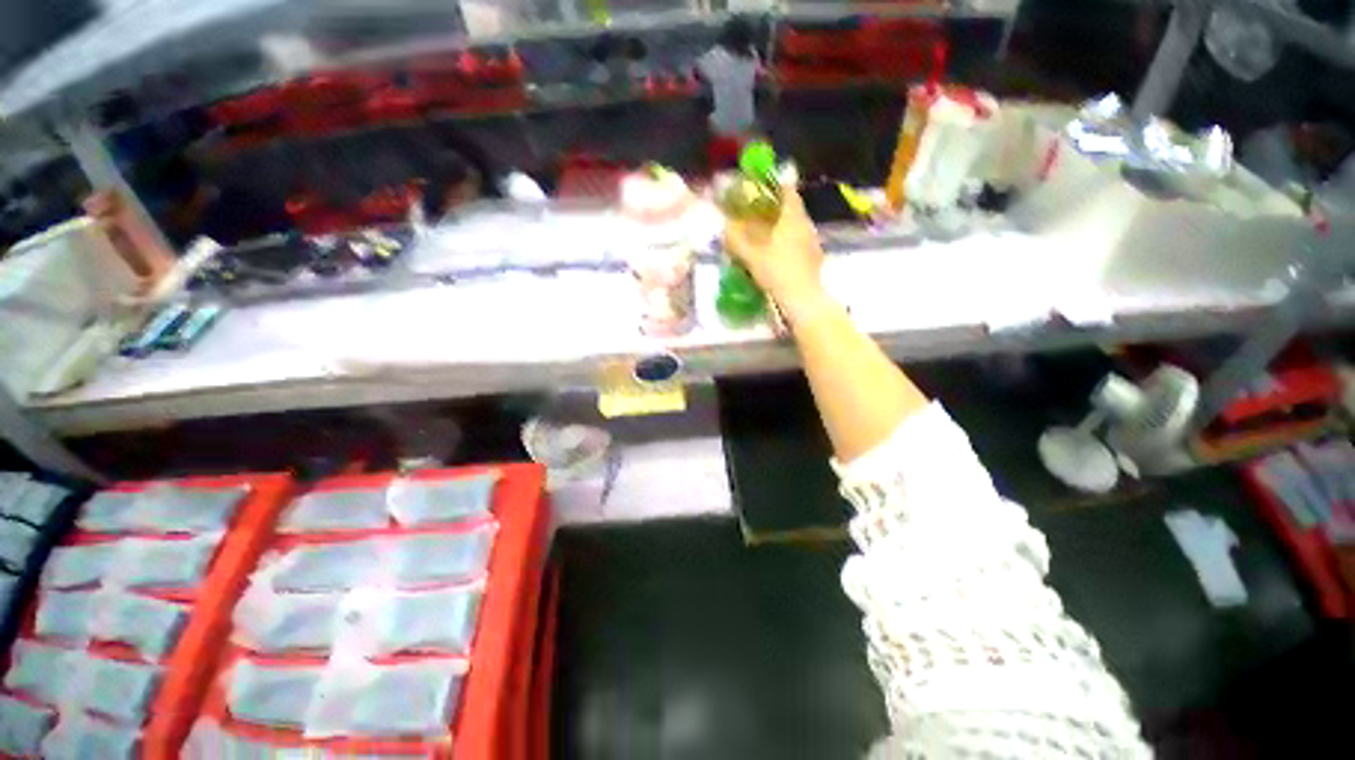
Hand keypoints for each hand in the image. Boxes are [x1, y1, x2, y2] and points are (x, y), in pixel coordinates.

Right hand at [723, 187, 825, 308]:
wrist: (802, 298)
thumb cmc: (776, 271)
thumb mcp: (751, 256)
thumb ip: (736, 240)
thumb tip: (724, 227)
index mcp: (792, 217)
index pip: (788, 191)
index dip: (775, 187)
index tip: (762, 191)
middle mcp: (806, 224)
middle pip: (793, 209)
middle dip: (777, 210)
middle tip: (760, 215)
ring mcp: (814, 241)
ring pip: (798, 226)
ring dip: (784, 227)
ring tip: (768, 236)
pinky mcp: (816, 257)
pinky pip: (802, 242)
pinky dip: (790, 243)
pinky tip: (780, 254)